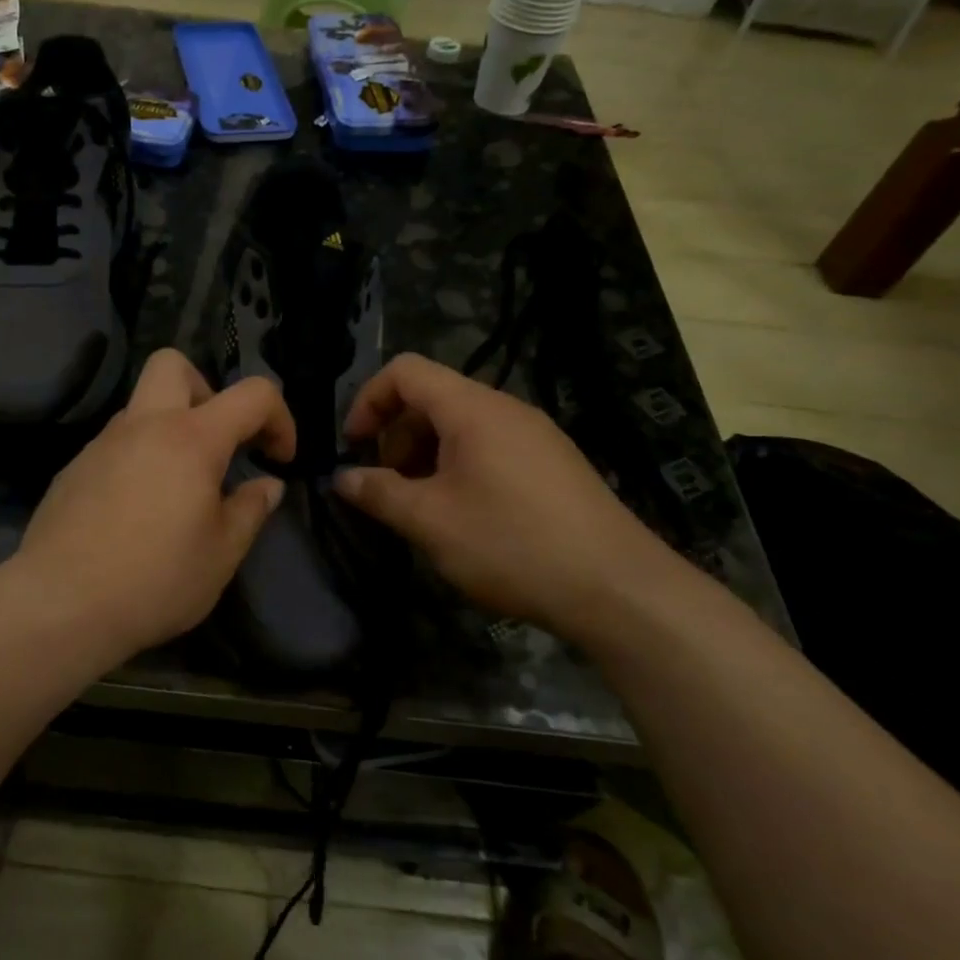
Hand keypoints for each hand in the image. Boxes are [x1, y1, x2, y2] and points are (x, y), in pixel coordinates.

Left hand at [9, 349, 293, 666]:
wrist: (59, 605)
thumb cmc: (155, 580)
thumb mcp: (222, 554)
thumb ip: (250, 510)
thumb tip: (268, 485)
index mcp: (191, 438)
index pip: (253, 394)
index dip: (280, 417)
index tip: (278, 459)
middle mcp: (143, 425)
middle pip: (174, 364)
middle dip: (207, 391)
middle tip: (218, 444)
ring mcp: (102, 444)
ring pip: (141, 406)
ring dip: (170, 428)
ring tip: (179, 488)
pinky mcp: (74, 469)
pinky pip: (116, 444)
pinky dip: (139, 458)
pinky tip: (137, 510)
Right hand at [334, 354, 687, 646]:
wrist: (617, 587)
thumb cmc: (511, 544)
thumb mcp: (430, 521)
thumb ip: (378, 493)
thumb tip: (342, 478)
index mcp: (473, 408)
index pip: (406, 371)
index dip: (368, 400)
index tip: (354, 447)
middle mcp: (506, 409)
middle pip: (433, 397)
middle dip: (396, 435)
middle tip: (388, 486)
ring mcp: (536, 435)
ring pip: (463, 426)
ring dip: (427, 455)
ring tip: (422, 507)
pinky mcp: (554, 464)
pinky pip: (492, 447)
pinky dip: (460, 467)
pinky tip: (465, 517)